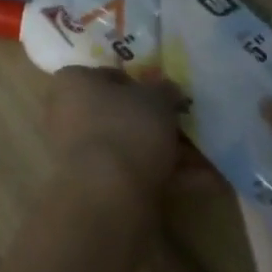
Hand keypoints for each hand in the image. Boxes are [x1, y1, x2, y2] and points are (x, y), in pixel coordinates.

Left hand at [45, 67, 191, 202]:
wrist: (105, 194)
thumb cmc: (125, 129)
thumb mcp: (155, 99)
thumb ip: (164, 91)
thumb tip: (168, 89)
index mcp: (72, 81)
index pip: (110, 76)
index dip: (143, 87)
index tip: (169, 101)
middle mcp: (66, 111)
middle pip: (120, 113)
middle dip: (157, 125)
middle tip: (190, 132)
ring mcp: (77, 149)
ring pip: (128, 145)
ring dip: (167, 152)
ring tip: (205, 162)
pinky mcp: (91, 183)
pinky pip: (131, 173)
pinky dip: (163, 176)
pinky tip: (202, 184)